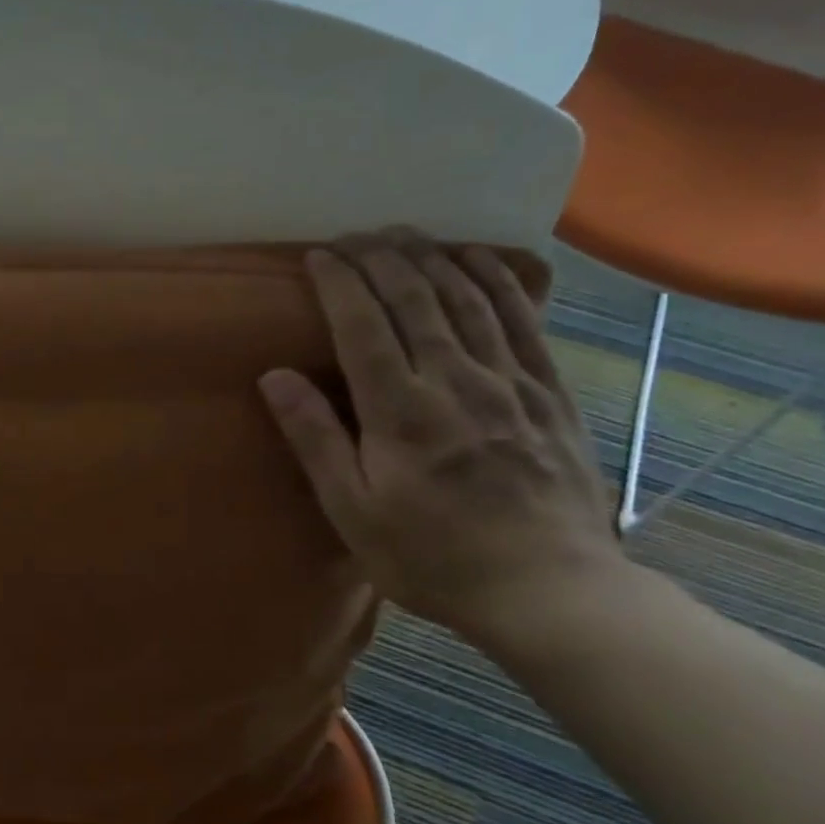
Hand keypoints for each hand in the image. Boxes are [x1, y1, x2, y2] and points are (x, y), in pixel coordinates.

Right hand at [258, 231, 627, 642]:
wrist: (550, 590)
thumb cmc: (432, 556)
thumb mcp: (352, 510)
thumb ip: (315, 438)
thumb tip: (274, 377)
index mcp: (401, 411)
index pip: (362, 326)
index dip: (339, 283)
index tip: (319, 255)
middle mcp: (455, 382)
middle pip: (414, 300)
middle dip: (381, 258)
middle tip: (355, 235)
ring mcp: (509, 383)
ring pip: (467, 299)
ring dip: (431, 258)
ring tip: (405, 234)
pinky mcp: (549, 392)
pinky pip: (522, 319)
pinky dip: (496, 280)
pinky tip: (477, 258)